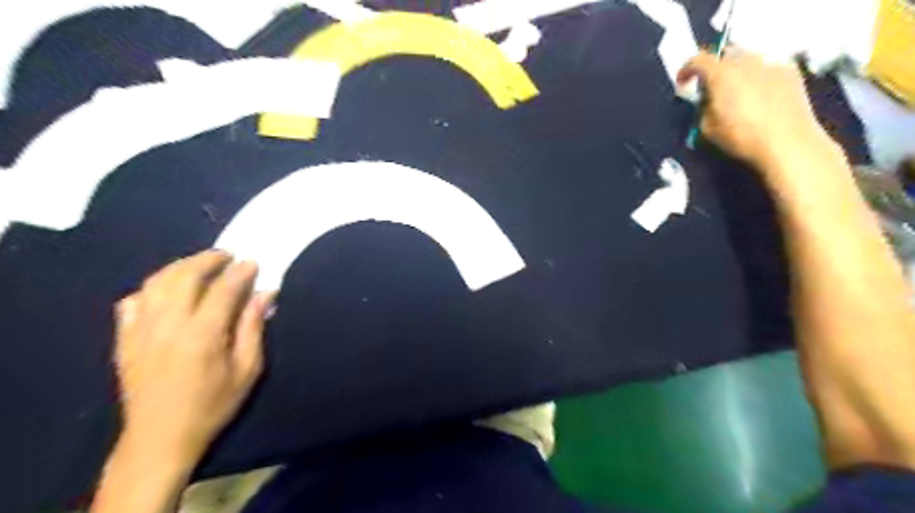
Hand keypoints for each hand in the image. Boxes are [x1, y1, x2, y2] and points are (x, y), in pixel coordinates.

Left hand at [113, 251, 272, 466]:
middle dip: (208, 260)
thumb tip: (265, 294)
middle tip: (227, 256)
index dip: (240, 272)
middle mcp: (167, 326)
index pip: (222, 290)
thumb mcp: (247, 369)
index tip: (253, 263)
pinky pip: (132, 302)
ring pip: (156, 283)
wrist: (160, 438)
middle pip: (184, 277)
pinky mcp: (124, 340)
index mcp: (202, 335)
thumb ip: (254, 328)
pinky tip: (166, 291)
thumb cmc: (213, 405)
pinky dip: (151, 289)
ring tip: (200, 265)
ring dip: (180, 267)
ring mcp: (140, 331)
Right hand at [673, 49, 839, 169]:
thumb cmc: (742, 137)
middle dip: (714, 69)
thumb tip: (706, 100)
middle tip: (711, 89)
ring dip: (736, 73)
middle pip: (724, 54)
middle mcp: (746, 62)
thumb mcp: (707, 128)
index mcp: (721, 75)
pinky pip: (766, 69)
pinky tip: (758, 98)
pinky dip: (757, 78)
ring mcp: (771, 64)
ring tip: (736, 94)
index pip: (697, 60)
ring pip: (747, 60)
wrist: (787, 142)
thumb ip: (703, 107)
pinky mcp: (791, 72)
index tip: (684, 83)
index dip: (686, 70)